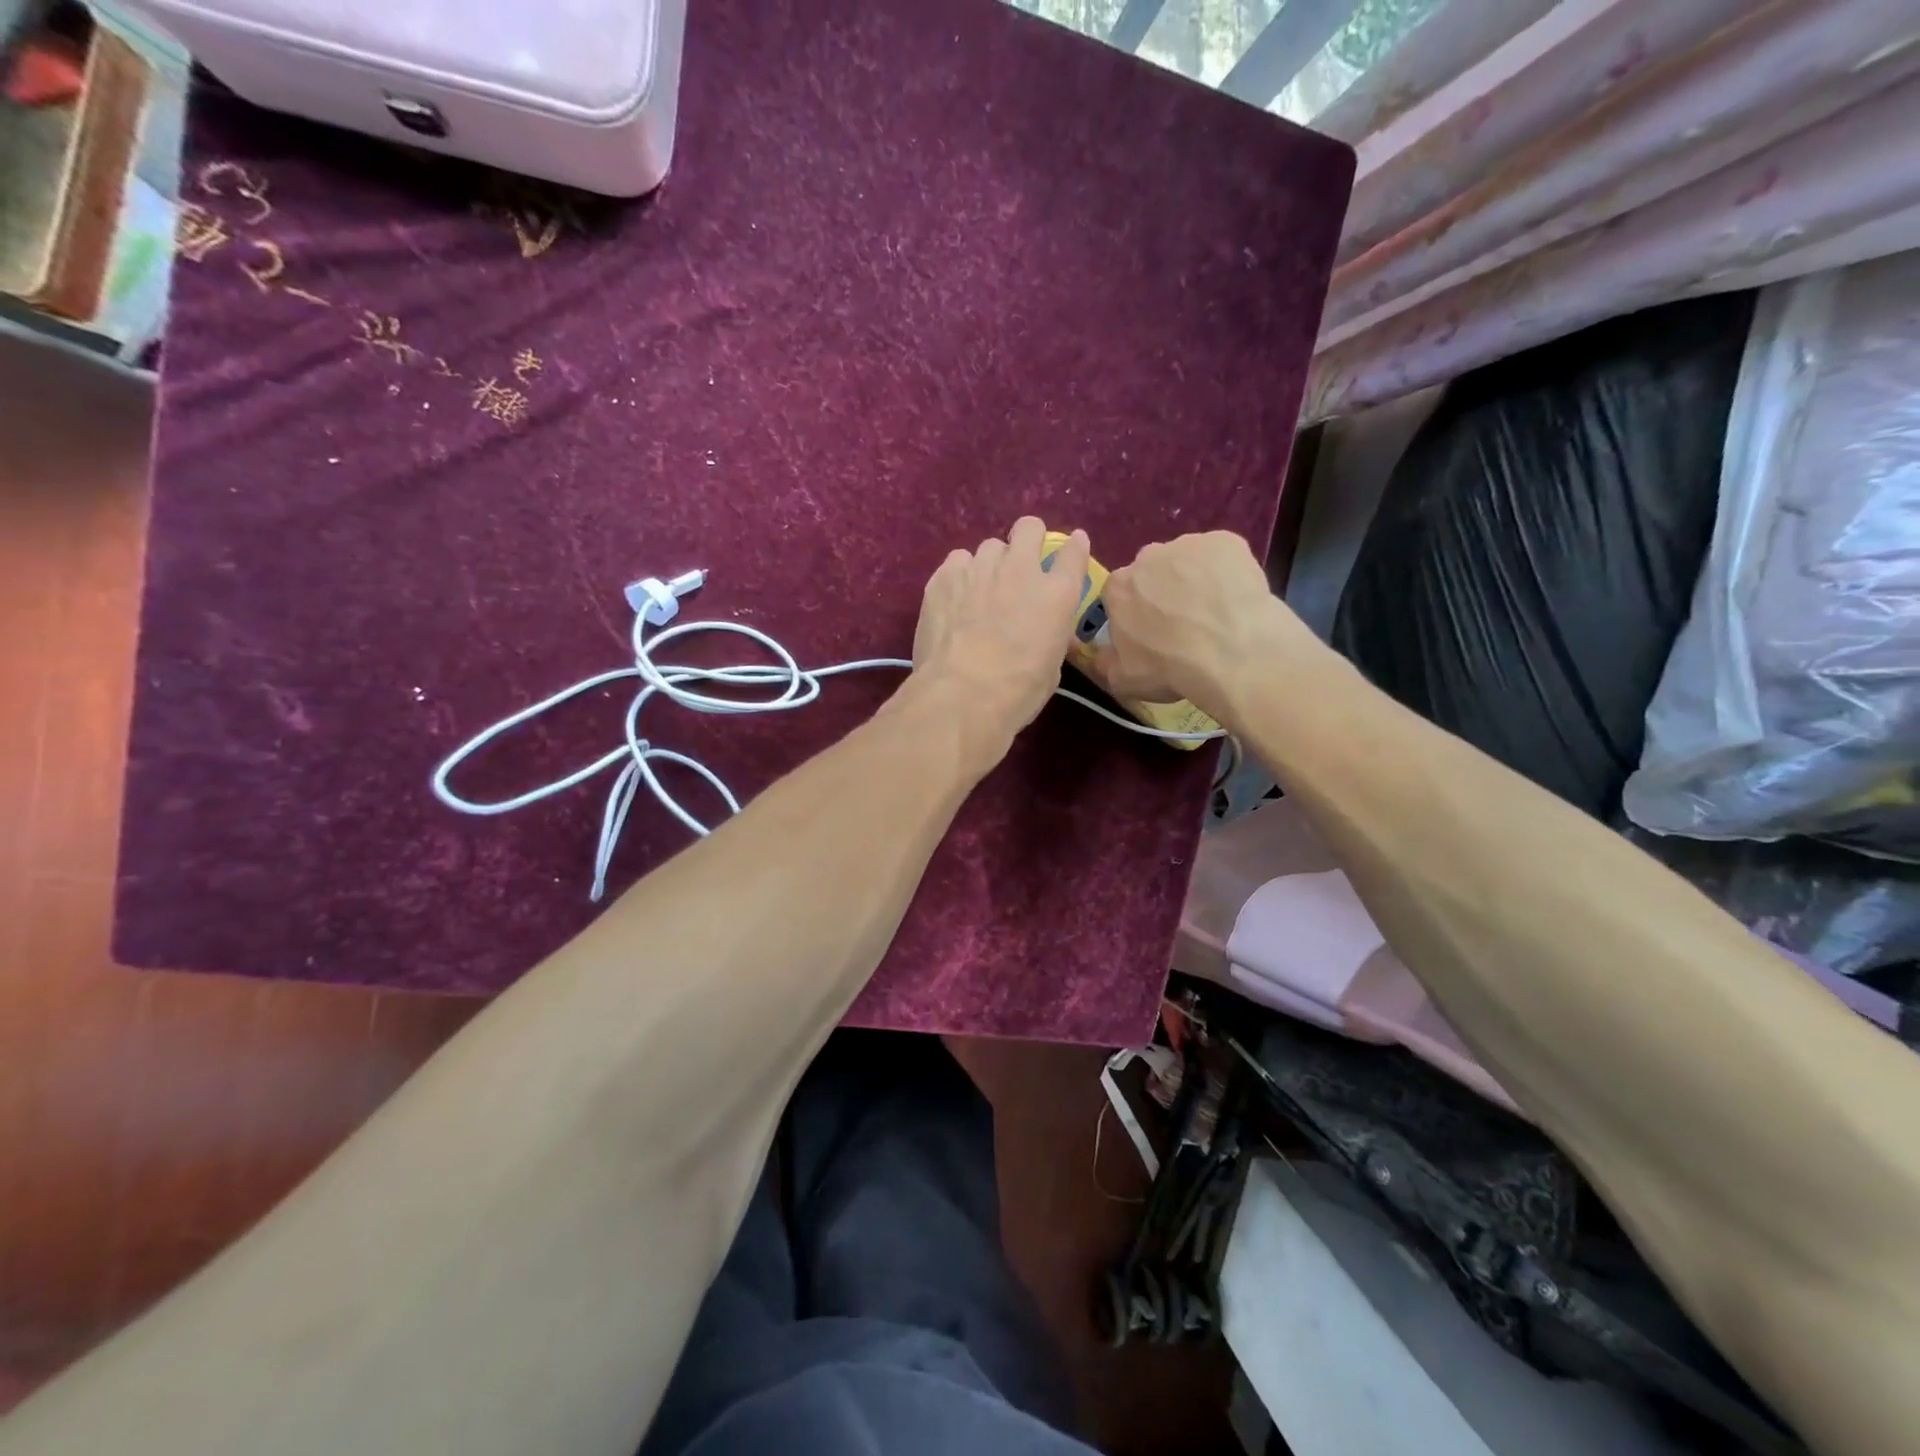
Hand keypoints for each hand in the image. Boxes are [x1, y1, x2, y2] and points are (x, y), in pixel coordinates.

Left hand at [909, 517, 1089, 765]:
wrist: (963, 694)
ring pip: (989, 547)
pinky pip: (957, 562)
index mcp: (1057, 594)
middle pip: (1028, 528)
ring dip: (990, 564)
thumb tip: (1042, 629)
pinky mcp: (944, 576)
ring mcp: (980, 568)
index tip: (1071, 549)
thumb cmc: (1017, 692)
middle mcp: (1021, 570)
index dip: (1073, 547)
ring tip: (980, 591)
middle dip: (1027, 540)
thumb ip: (1050, 633)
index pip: (1073, 552)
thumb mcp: (1052, 666)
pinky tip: (954, 600)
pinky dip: (959, 576)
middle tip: (1020, 566)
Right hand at [1096, 531, 1295, 710]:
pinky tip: (1235, 597)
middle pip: (1152, 572)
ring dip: (1194, 580)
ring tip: (1214, 612)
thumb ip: (1104, 661)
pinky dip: (1226, 572)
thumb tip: (1099, 653)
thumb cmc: (1170, 668)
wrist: (1233, 655)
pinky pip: (1222, 555)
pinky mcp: (1227, 541)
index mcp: (1118, 587)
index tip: (1150, 633)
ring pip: (1187, 560)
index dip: (1135, 613)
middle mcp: (1148, 556)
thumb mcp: (1122, 679)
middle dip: (1162, 591)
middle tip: (1183, 622)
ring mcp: (1189, 544)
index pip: (1120, 594)